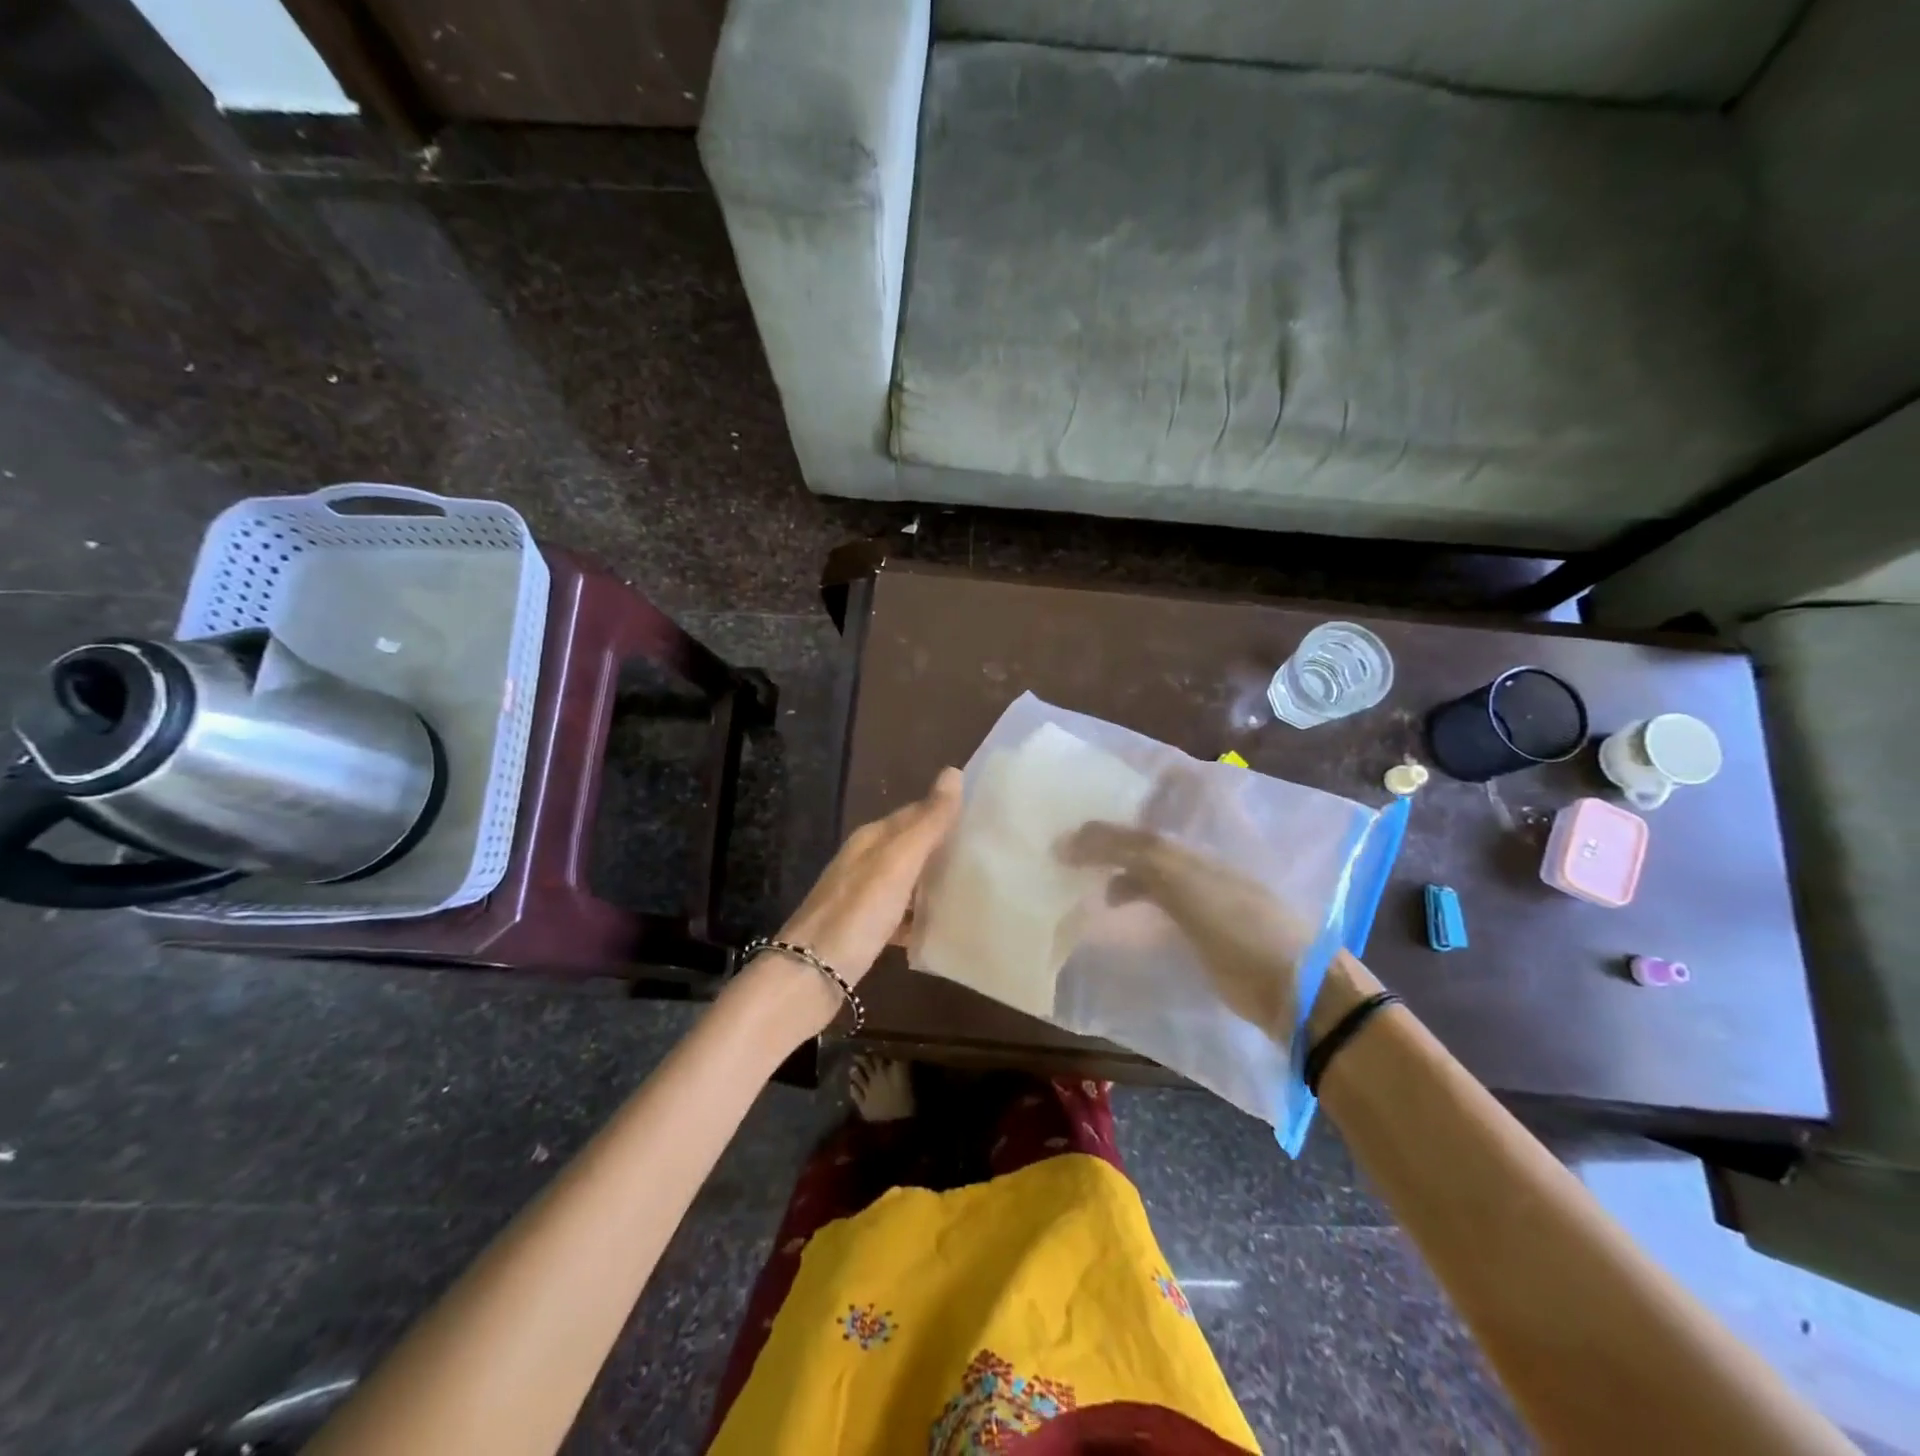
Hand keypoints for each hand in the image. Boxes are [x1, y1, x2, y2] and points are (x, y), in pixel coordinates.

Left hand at [745, 768, 963, 1036]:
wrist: (810, 975)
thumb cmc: (858, 912)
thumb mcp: (898, 862)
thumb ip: (927, 822)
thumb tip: (953, 772)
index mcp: (872, 838)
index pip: (915, 812)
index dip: (946, 811)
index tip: (985, 815)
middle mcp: (865, 861)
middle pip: (911, 846)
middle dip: (944, 847)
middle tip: (988, 852)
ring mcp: (862, 897)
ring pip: (907, 880)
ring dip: (935, 881)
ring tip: (976, 886)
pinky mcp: (865, 930)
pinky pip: (901, 914)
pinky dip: (921, 916)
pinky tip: (943, 927)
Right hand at [1059, 822, 1316, 1040]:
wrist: (1292, 989)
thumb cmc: (1236, 925)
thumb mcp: (1180, 879)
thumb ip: (1131, 852)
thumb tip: (1070, 841)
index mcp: (1195, 846)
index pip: (1141, 821)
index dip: (1107, 822)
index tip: (1066, 830)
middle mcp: (1196, 865)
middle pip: (1142, 845)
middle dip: (1106, 846)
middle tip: (1064, 855)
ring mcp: (1201, 900)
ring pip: (1147, 876)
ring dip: (1115, 876)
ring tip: (1082, 888)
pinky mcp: (1201, 935)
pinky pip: (1156, 908)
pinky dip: (1131, 905)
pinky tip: (1114, 920)